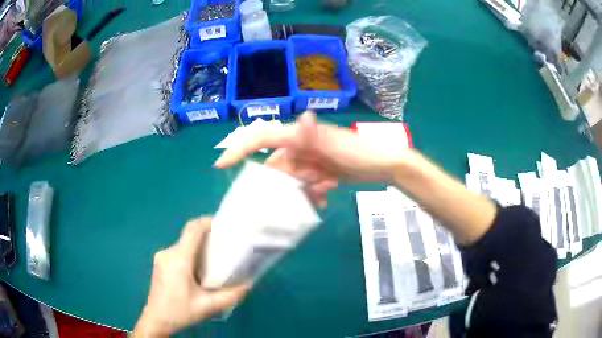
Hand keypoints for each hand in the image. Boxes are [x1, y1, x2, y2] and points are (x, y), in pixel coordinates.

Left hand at [134, 218, 249, 336]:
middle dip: (207, 236)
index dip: (208, 221)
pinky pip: (178, 252)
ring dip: (199, 247)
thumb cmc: (180, 312)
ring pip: (184, 244)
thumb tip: (249, 284)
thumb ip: (231, 295)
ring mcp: (162, 257)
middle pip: (189, 235)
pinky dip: (191, 254)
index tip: (224, 224)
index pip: (193, 229)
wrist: (156, 320)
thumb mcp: (208, 307)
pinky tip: (199, 270)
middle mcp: (168, 253)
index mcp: (179, 259)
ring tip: (215, 260)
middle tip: (226, 245)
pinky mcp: (160, 263)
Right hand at [214, 112, 411, 202]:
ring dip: (304, 190)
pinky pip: (303, 185)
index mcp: (297, 135)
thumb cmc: (359, 152)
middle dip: (288, 183)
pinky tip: (326, 196)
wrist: (383, 165)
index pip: (261, 138)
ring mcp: (307, 158)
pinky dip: (311, 193)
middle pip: (276, 167)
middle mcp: (298, 145)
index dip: (239, 149)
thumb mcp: (335, 145)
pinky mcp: (317, 170)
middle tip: (310, 188)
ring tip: (325, 191)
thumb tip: (302, 117)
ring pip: (290, 180)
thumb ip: (315, 135)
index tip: (221, 165)